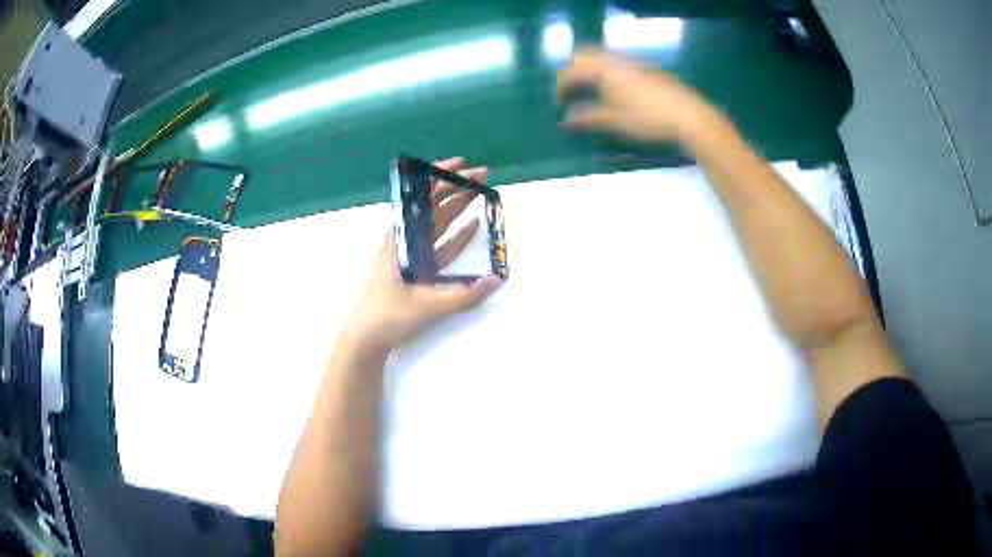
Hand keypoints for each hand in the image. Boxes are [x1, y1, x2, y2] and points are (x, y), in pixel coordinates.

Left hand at [342, 157, 503, 358]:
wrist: (366, 338)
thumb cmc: (388, 316)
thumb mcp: (427, 307)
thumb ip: (464, 296)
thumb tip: (497, 280)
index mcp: (402, 239)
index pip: (423, 198)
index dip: (442, 177)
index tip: (462, 164)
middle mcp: (406, 241)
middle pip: (434, 206)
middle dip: (458, 188)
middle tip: (484, 175)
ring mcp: (412, 256)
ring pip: (439, 224)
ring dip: (459, 208)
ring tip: (481, 193)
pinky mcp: (418, 271)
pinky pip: (441, 247)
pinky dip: (457, 236)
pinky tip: (473, 227)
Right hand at [556, 48, 712, 143]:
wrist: (689, 116)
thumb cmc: (647, 118)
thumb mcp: (614, 121)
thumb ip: (587, 118)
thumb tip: (566, 120)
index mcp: (603, 69)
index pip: (571, 71)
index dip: (561, 87)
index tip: (560, 105)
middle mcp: (617, 60)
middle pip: (586, 54)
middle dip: (574, 70)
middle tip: (572, 90)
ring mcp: (635, 62)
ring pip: (604, 57)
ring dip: (592, 70)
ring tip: (593, 91)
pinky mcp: (649, 70)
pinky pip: (620, 64)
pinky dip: (609, 73)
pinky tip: (618, 92)